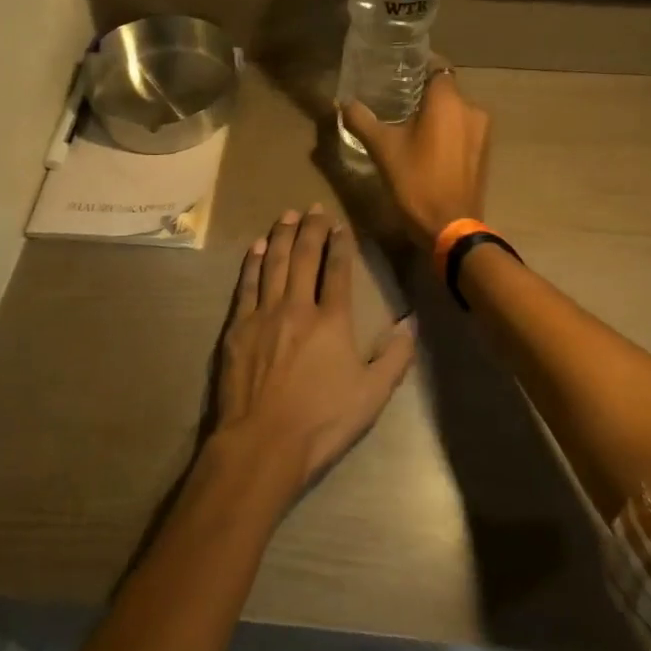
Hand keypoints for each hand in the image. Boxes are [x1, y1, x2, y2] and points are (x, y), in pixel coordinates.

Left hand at [214, 206, 416, 491]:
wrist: (263, 442)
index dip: (340, 244)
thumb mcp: (372, 395)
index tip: (340, 224)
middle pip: (304, 257)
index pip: (337, 270)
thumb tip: (412, 323)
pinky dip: (252, 262)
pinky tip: (256, 247)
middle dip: (311, 229)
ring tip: (287, 215)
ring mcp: (264, 314)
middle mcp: (298, 306)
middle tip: (313, 208)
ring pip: (273, 263)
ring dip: (281, 236)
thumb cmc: (322, 421)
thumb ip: (395, 357)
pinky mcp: (238, 327)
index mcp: (332, 321)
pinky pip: (246, 284)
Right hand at [340, 64, 492, 246]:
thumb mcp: (382, 149)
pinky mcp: (484, 152)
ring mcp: (482, 131)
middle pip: (445, 88)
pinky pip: (463, 129)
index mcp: (448, 100)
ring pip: (454, 110)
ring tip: (408, 124)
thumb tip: (342, 102)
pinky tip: (426, 145)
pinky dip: (446, 130)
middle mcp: (471, 108)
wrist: (451, 228)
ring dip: (435, 113)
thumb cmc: (416, 182)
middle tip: (394, 100)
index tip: (396, 70)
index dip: (417, 65)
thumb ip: (362, 120)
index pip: (436, 65)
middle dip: (422, 92)